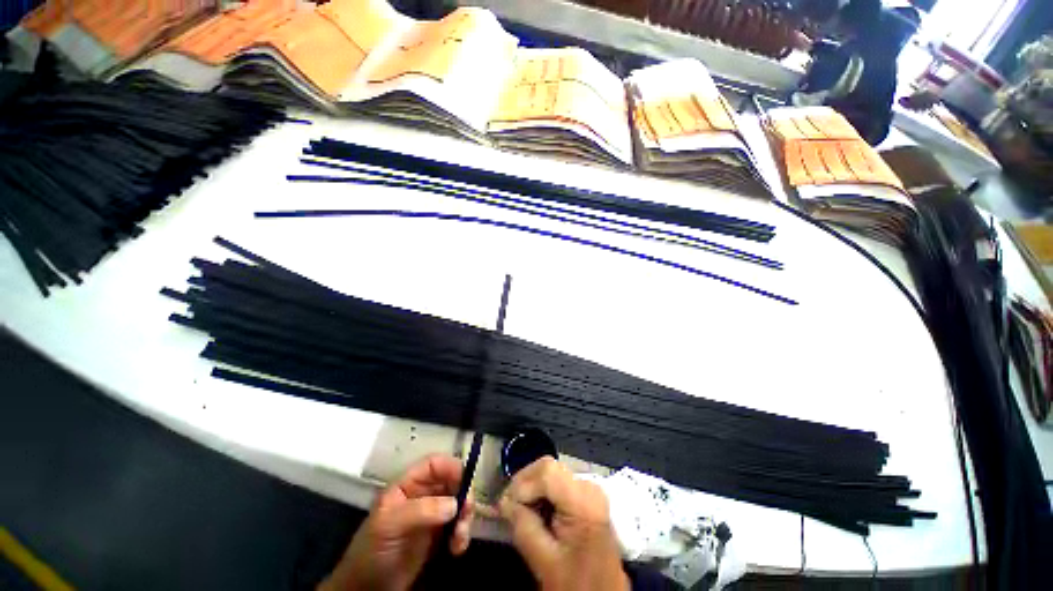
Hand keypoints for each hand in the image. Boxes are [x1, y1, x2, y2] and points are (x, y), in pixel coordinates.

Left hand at [320, 455, 473, 590]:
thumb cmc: (371, 552)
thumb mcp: (389, 526)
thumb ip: (421, 510)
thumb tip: (455, 503)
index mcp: (408, 485)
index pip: (434, 464)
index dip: (451, 467)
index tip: (466, 482)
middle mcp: (422, 495)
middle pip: (452, 481)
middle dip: (463, 495)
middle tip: (467, 513)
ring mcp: (431, 515)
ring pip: (458, 503)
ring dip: (465, 518)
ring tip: (459, 538)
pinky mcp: (438, 535)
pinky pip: (458, 525)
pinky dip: (462, 534)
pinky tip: (457, 548)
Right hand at [499, 458, 628, 590]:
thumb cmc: (576, 583)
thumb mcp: (544, 561)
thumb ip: (523, 527)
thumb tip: (504, 502)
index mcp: (583, 501)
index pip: (546, 472)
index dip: (522, 484)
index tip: (505, 507)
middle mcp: (588, 486)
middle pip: (548, 467)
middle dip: (524, 484)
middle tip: (508, 507)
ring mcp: (589, 488)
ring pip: (550, 471)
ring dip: (531, 488)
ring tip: (518, 511)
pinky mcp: (585, 495)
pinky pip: (557, 481)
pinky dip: (541, 492)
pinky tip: (533, 511)